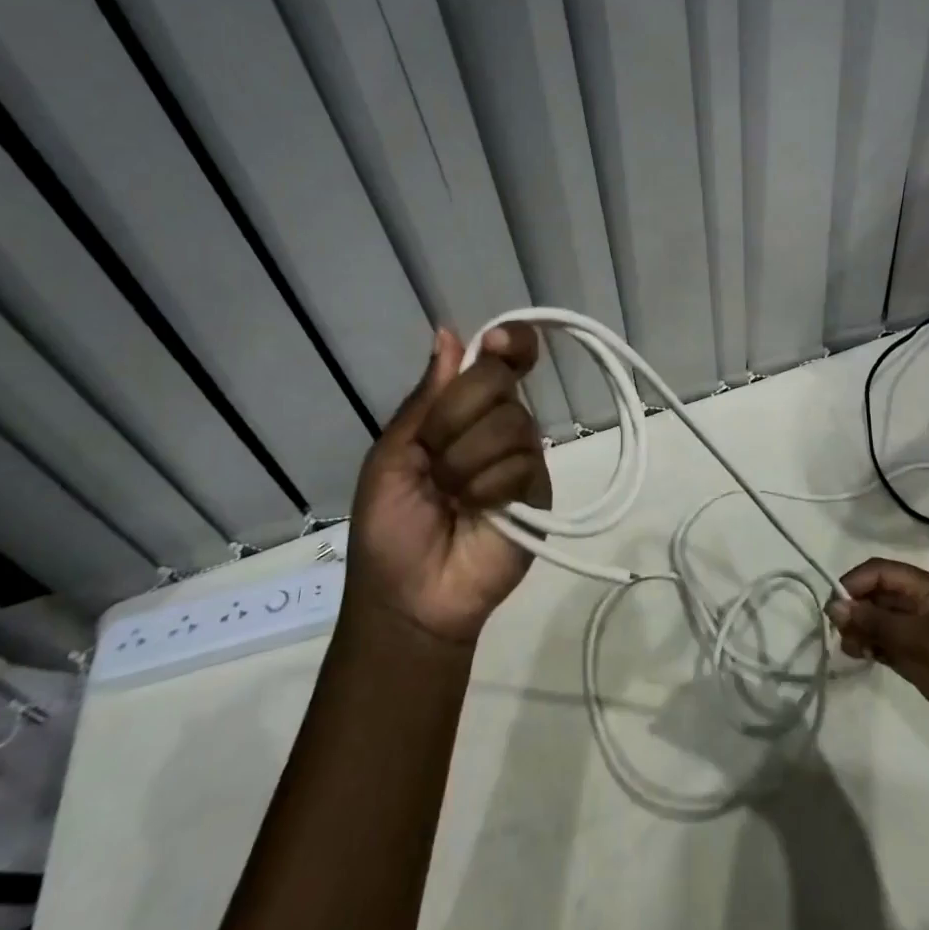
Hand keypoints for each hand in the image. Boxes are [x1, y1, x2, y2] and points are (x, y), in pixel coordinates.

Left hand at [347, 325, 550, 644]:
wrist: (409, 597)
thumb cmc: (389, 527)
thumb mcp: (391, 456)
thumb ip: (425, 398)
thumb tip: (448, 332)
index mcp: (461, 410)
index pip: (499, 359)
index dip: (507, 342)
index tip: (496, 343)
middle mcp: (498, 423)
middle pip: (498, 380)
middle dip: (455, 415)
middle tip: (431, 456)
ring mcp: (522, 456)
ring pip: (510, 422)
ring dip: (465, 460)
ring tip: (450, 495)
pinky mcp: (539, 491)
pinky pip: (522, 464)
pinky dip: (487, 486)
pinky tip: (475, 510)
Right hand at [826, 559, 928, 755]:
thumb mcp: (923, 640)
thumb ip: (878, 622)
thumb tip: (835, 605)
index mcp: (928, 589)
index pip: (881, 572)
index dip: (855, 582)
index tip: (834, 606)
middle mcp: (922, 607)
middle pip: (878, 595)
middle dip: (855, 607)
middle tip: (837, 631)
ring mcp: (923, 636)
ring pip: (880, 622)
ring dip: (860, 630)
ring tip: (848, 648)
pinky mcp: (923, 663)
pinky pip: (889, 647)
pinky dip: (872, 648)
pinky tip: (860, 657)